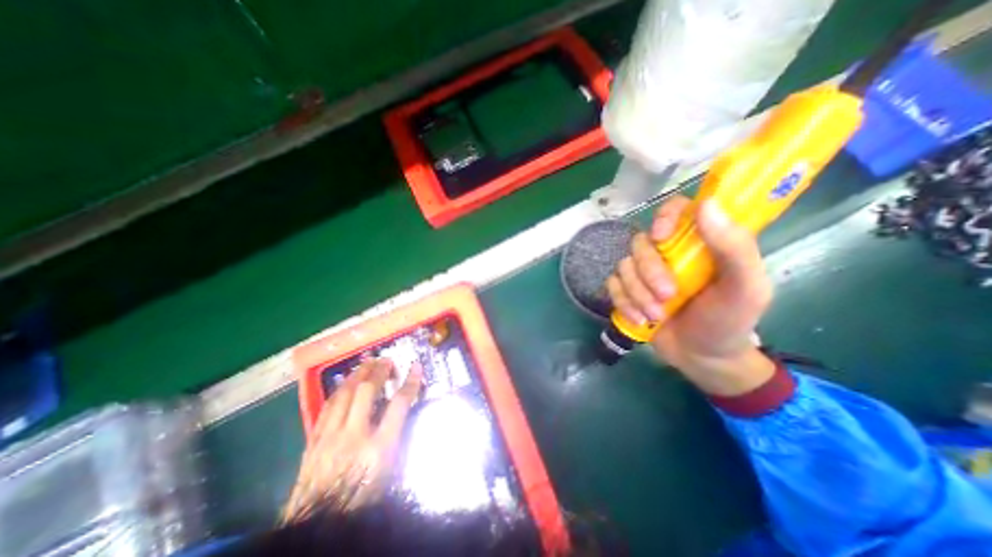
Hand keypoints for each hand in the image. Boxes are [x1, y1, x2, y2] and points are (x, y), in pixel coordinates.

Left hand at [281, 358, 418, 522]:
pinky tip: (344, 385)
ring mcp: (330, 438)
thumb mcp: (390, 472)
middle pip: (367, 391)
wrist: (318, 527)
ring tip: (366, 364)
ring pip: (344, 394)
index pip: (399, 405)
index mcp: (379, 448)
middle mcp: (354, 436)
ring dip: (357, 375)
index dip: (410, 383)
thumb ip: (397, 438)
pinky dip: (338, 391)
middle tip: (386, 360)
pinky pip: (327, 408)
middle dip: (379, 371)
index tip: (416, 367)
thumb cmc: (362, 500)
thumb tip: (402, 411)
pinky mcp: (314, 442)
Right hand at [608, 195, 778, 395]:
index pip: (676, 209)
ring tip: (656, 315)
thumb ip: (735, 248)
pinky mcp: (628, 290)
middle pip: (641, 243)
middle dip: (649, 272)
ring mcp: (644, 272)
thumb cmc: (729, 321)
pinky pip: (612, 285)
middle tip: (667, 296)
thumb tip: (708, 204)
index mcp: (699, 243)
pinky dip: (623, 302)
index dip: (664, 216)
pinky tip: (640, 319)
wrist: (702, 358)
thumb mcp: (745, 288)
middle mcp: (668, 252)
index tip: (661, 237)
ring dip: (637, 293)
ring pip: (623, 266)